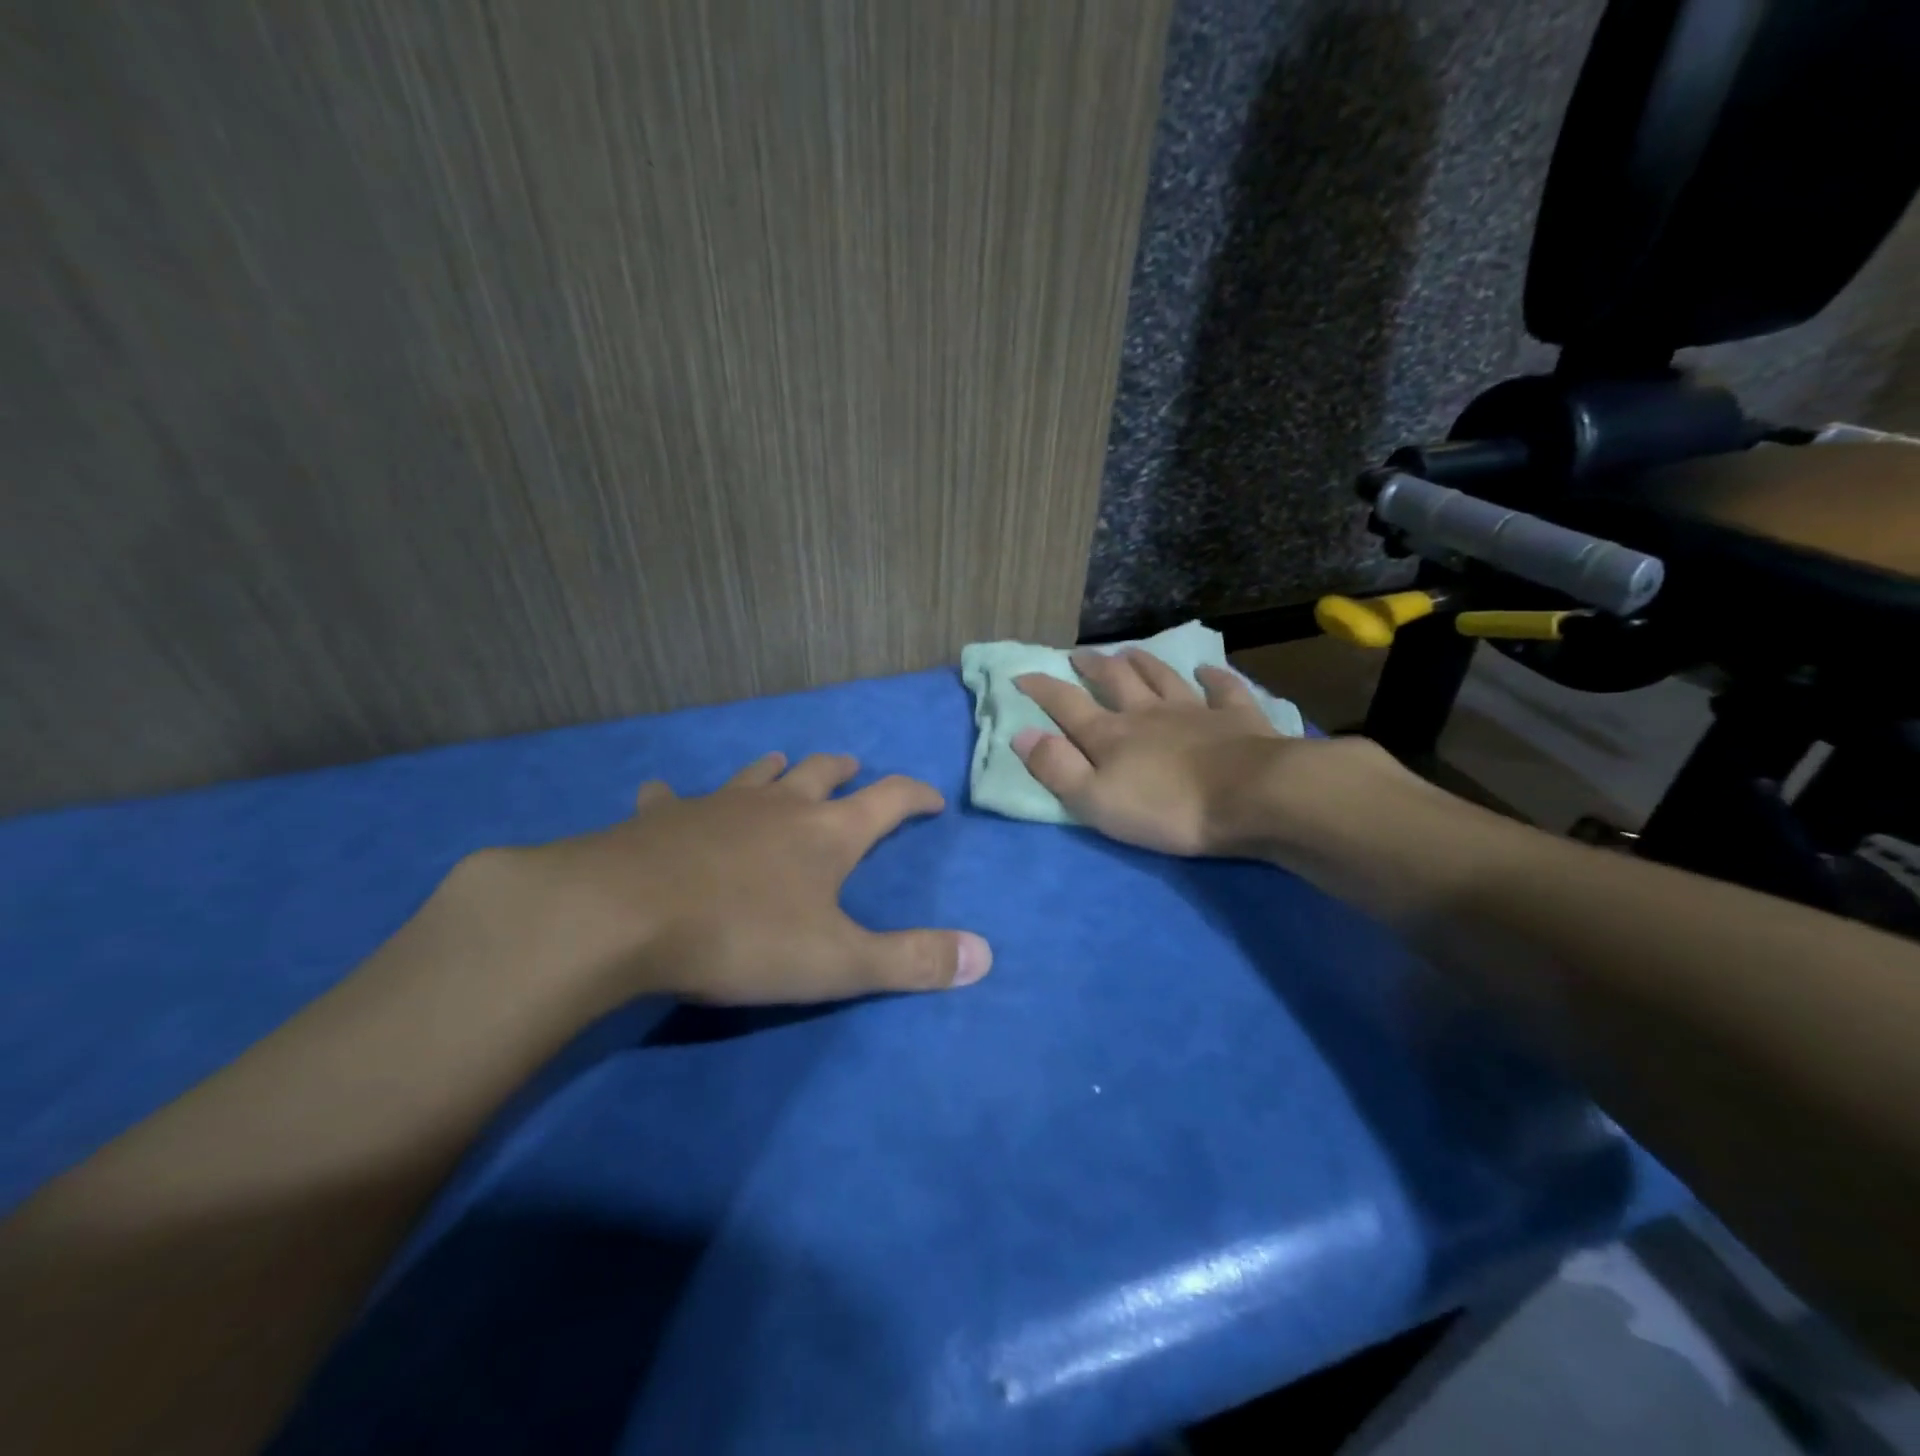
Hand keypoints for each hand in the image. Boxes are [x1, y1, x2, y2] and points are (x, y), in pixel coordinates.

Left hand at [461, 752, 991, 1008]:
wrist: (624, 916)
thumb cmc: (742, 937)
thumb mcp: (838, 962)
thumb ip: (911, 961)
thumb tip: (986, 956)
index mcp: (826, 834)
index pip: (889, 799)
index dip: (915, 795)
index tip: (931, 798)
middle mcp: (778, 807)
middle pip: (820, 773)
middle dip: (843, 770)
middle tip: (854, 768)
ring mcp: (717, 805)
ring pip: (756, 774)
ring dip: (776, 768)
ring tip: (783, 763)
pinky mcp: (661, 818)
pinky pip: (672, 797)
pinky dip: (676, 795)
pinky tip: (665, 795)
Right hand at [1013, 647, 1409, 858]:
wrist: (1251, 797)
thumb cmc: (1167, 807)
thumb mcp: (1096, 799)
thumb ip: (1057, 767)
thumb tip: (1021, 734)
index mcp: (1111, 735)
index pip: (1066, 705)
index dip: (1042, 688)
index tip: (1021, 674)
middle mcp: (1147, 713)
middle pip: (1115, 680)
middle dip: (1092, 666)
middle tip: (1078, 654)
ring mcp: (1194, 710)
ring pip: (1161, 676)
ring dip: (1142, 662)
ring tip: (1128, 650)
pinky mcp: (1237, 717)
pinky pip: (1222, 688)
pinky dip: (1213, 676)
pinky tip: (1207, 669)